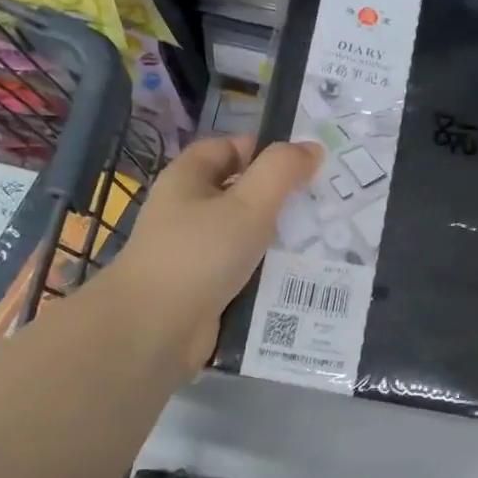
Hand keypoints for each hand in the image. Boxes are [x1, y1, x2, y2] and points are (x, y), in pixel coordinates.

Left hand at [112, 135, 321, 365]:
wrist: (154, 329)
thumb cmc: (199, 253)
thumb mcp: (248, 204)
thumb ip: (281, 171)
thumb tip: (310, 148)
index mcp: (188, 180)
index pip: (227, 149)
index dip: (263, 150)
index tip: (304, 163)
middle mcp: (187, 212)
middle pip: (240, 194)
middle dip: (279, 198)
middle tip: (323, 204)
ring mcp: (195, 253)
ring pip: (245, 236)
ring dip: (278, 240)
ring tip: (324, 242)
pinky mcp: (205, 289)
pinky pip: (244, 272)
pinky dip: (268, 273)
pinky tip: (301, 278)